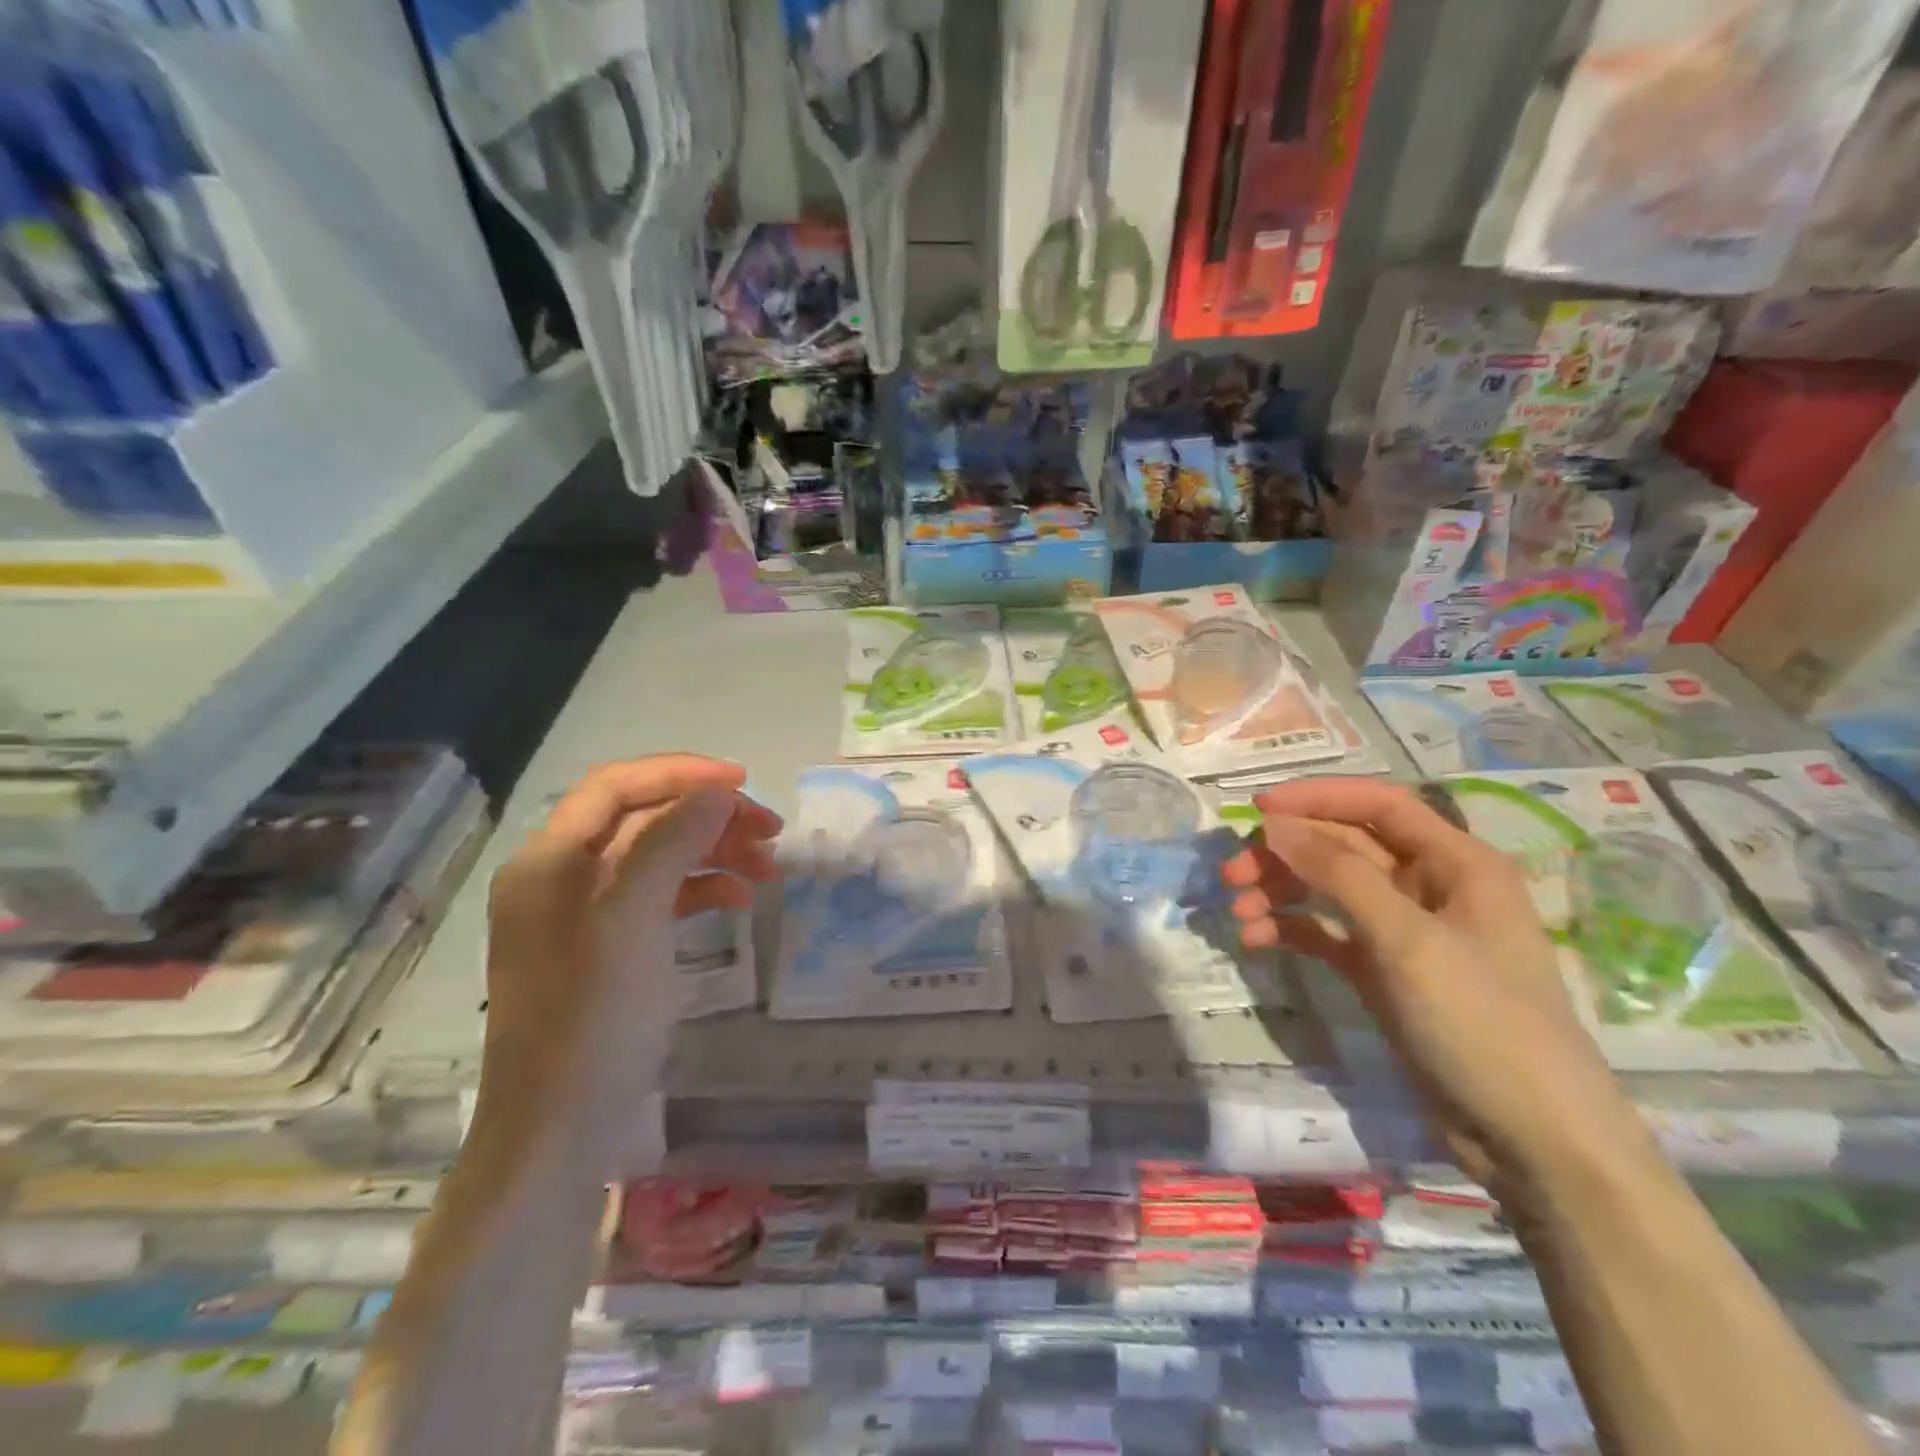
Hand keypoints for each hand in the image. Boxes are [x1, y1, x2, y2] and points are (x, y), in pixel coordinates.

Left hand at [481, 756, 780, 1161]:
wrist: (559, 1133)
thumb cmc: (594, 1020)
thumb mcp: (634, 920)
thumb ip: (671, 842)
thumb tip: (716, 789)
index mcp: (549, 861)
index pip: (616, 786)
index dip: (680, 774)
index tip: (743, 784)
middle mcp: (560, 877)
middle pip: (643, 820)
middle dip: (708, 817)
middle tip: (770, 830)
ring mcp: (583, 915)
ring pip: (657, 857)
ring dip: (713, 852)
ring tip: (768, 868)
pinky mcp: (608, 948)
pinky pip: (659, 897)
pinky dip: (701, 889)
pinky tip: (740, 900)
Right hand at [1221, 777, 1643, 1189]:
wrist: (1532, 1142)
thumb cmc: (1483, 1023)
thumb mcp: (1408, 940)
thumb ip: (1339, 874)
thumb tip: (1273, 823)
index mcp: (1456, 863)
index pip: (1379, 804)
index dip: (1317, 797)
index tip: (1256, 808)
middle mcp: (1429, 887)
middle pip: (1343, 846)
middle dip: (1286, 854)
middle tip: (1231, 874)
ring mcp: (1404, 932)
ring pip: (1329, 889)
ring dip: (1280, 892)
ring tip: (1238, 913)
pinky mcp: (1383, 972)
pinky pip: (1326, 932)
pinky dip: (1291, 930)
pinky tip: (1257, 941)